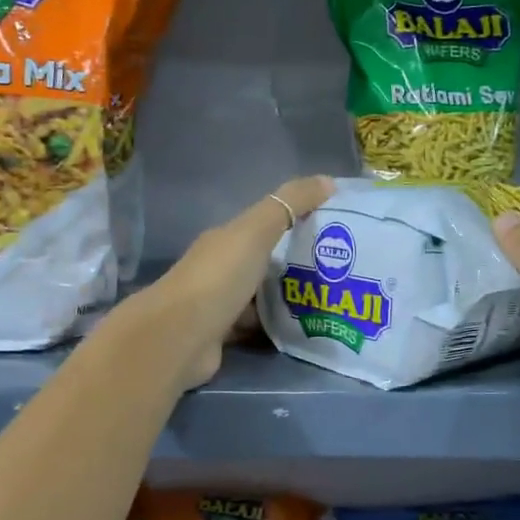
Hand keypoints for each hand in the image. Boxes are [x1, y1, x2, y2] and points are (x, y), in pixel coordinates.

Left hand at [130, 176, 333, 387]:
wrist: (180, 338)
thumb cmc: (218, 278)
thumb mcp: (256, 232)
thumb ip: (290, 204)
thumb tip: (328, 181)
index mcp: (225, 240)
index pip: (264, 225)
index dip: (296, 222)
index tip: (333, 230)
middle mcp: (219, 269)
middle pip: (264, 262)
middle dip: (298, 265)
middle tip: (340, 270)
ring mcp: (219, 304)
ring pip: (262, 297)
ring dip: (289, 298)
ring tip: (329, 301)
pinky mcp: (223, 336)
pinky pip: (258, 327)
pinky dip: (277, 327)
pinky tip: (304, 329)